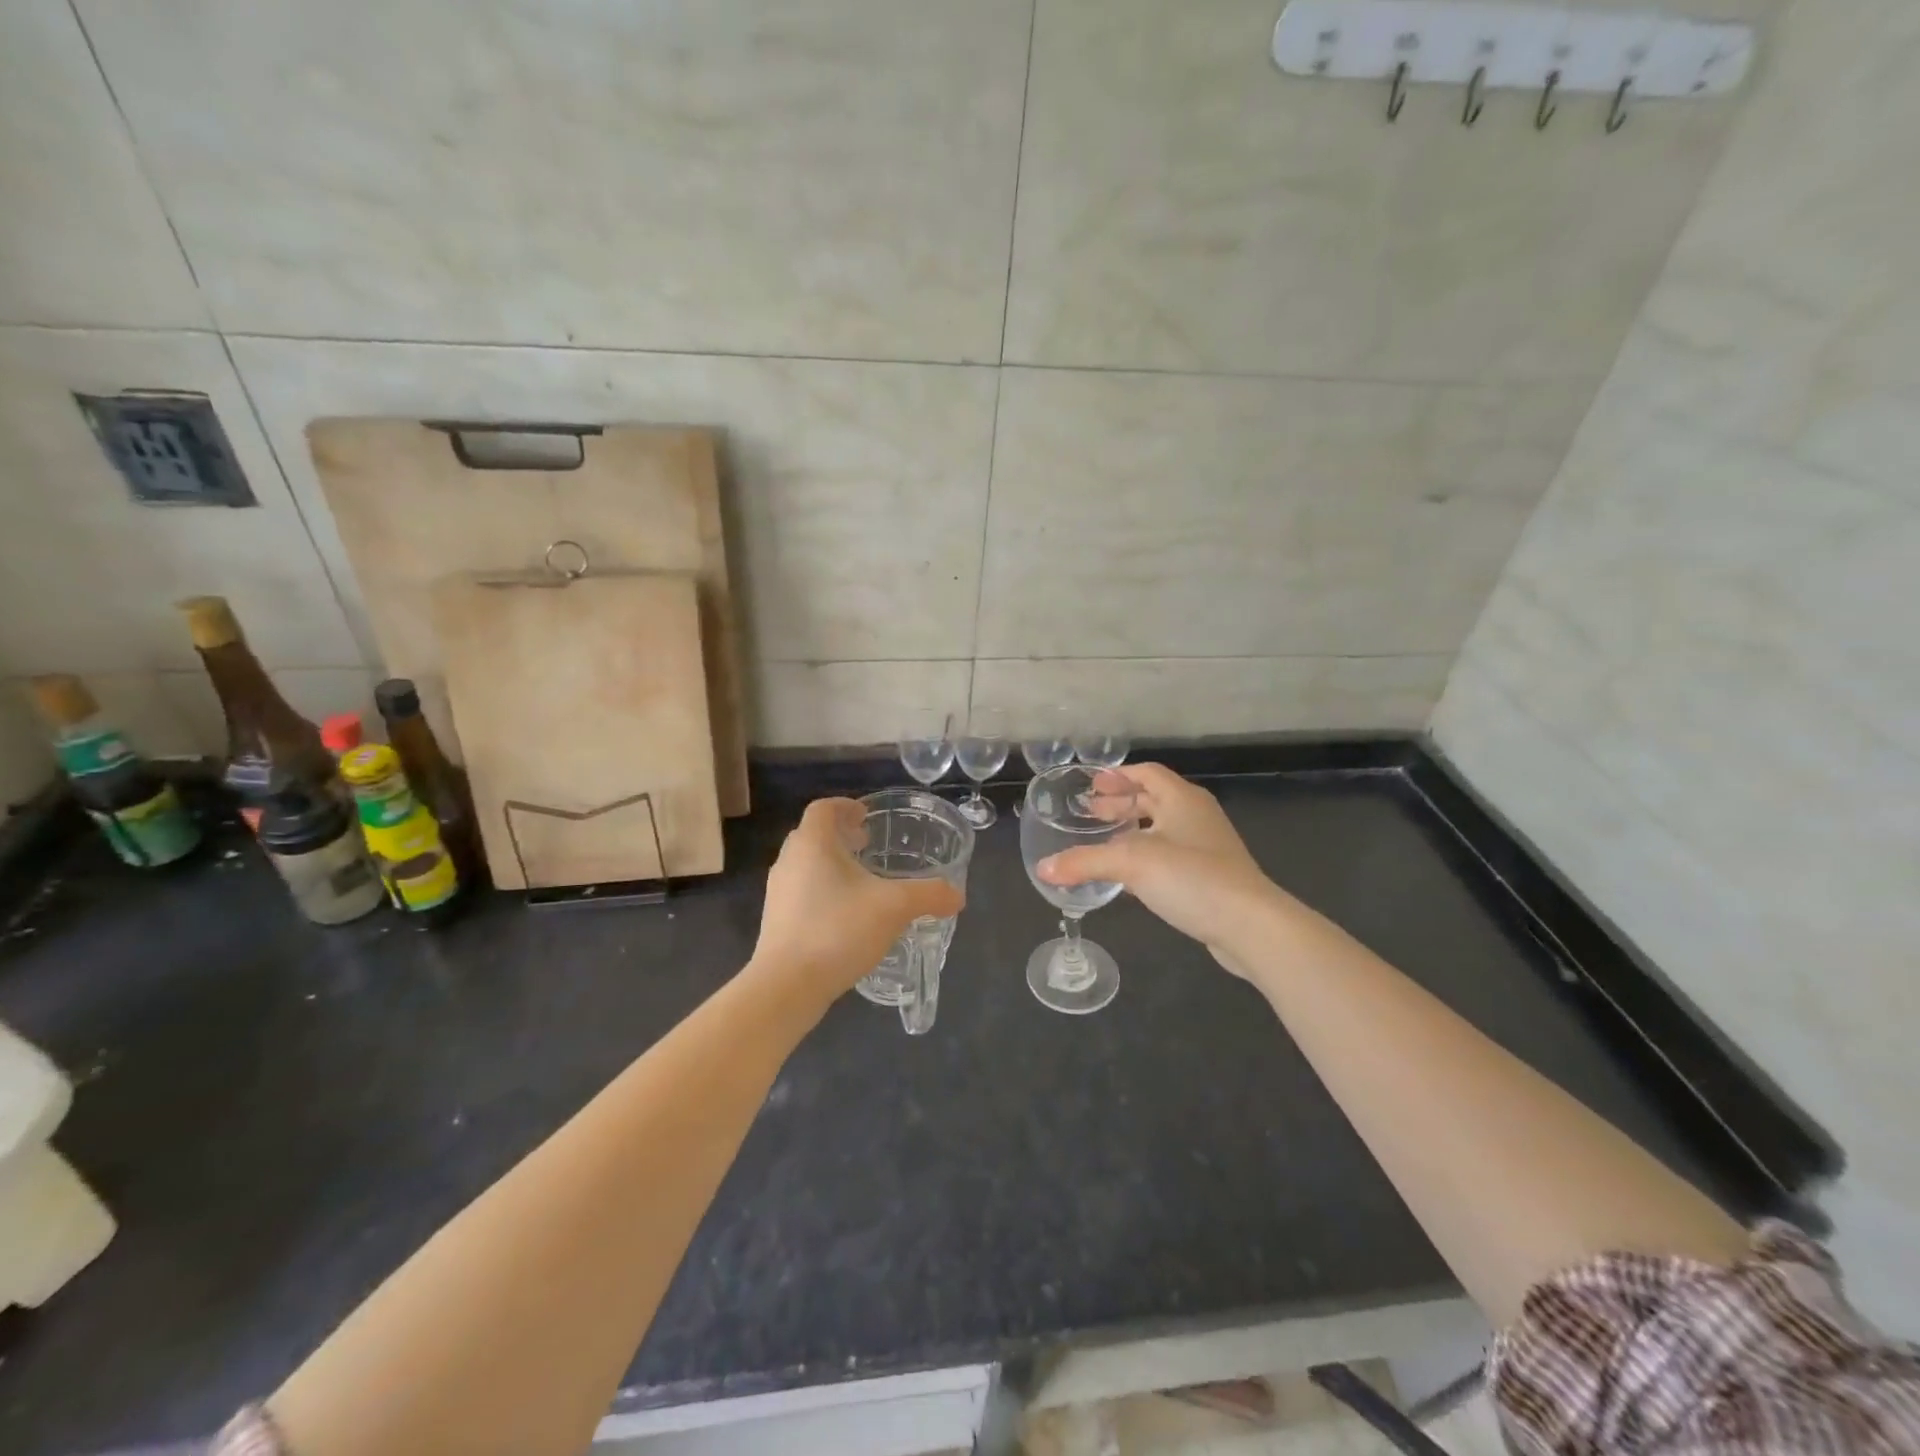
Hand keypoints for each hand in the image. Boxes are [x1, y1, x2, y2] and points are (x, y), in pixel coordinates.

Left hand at [751, 798, 963, 1005]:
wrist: (787, 985)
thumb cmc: (838, 930)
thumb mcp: (895, 908)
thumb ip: (929, 895)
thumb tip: (957, 895)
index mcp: (813, 844)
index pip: (824, 808)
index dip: (846, 806)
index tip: (866, 817)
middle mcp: (789, 860)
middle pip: (813, 835)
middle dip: (840, 836)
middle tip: (867, 845)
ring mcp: (778, 892)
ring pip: (805, 865)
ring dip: (831, 864)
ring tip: (860, 881)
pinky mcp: (776, 921)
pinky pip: (801, 892)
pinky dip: (822, 890)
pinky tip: (845, 915)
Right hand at [1037, 764, 1281, 979]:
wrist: (1250, 925)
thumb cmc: (1192, 877)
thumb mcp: (1131, 863)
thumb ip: (1085, 862)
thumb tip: (1042, 868)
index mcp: (1181, 798)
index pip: (1147, 773)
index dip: (1118, 775)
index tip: (1091, 784)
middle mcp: (1196, 815)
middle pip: (1154, 798)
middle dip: (1121, 802)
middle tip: (1089, 812)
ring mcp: (1207, 846)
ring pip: (1162, 828)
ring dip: (1132, 830)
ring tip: (1103, 841)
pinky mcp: (1211, 876)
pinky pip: (1171, 854)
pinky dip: (1146, 855)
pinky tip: (1128, 875)